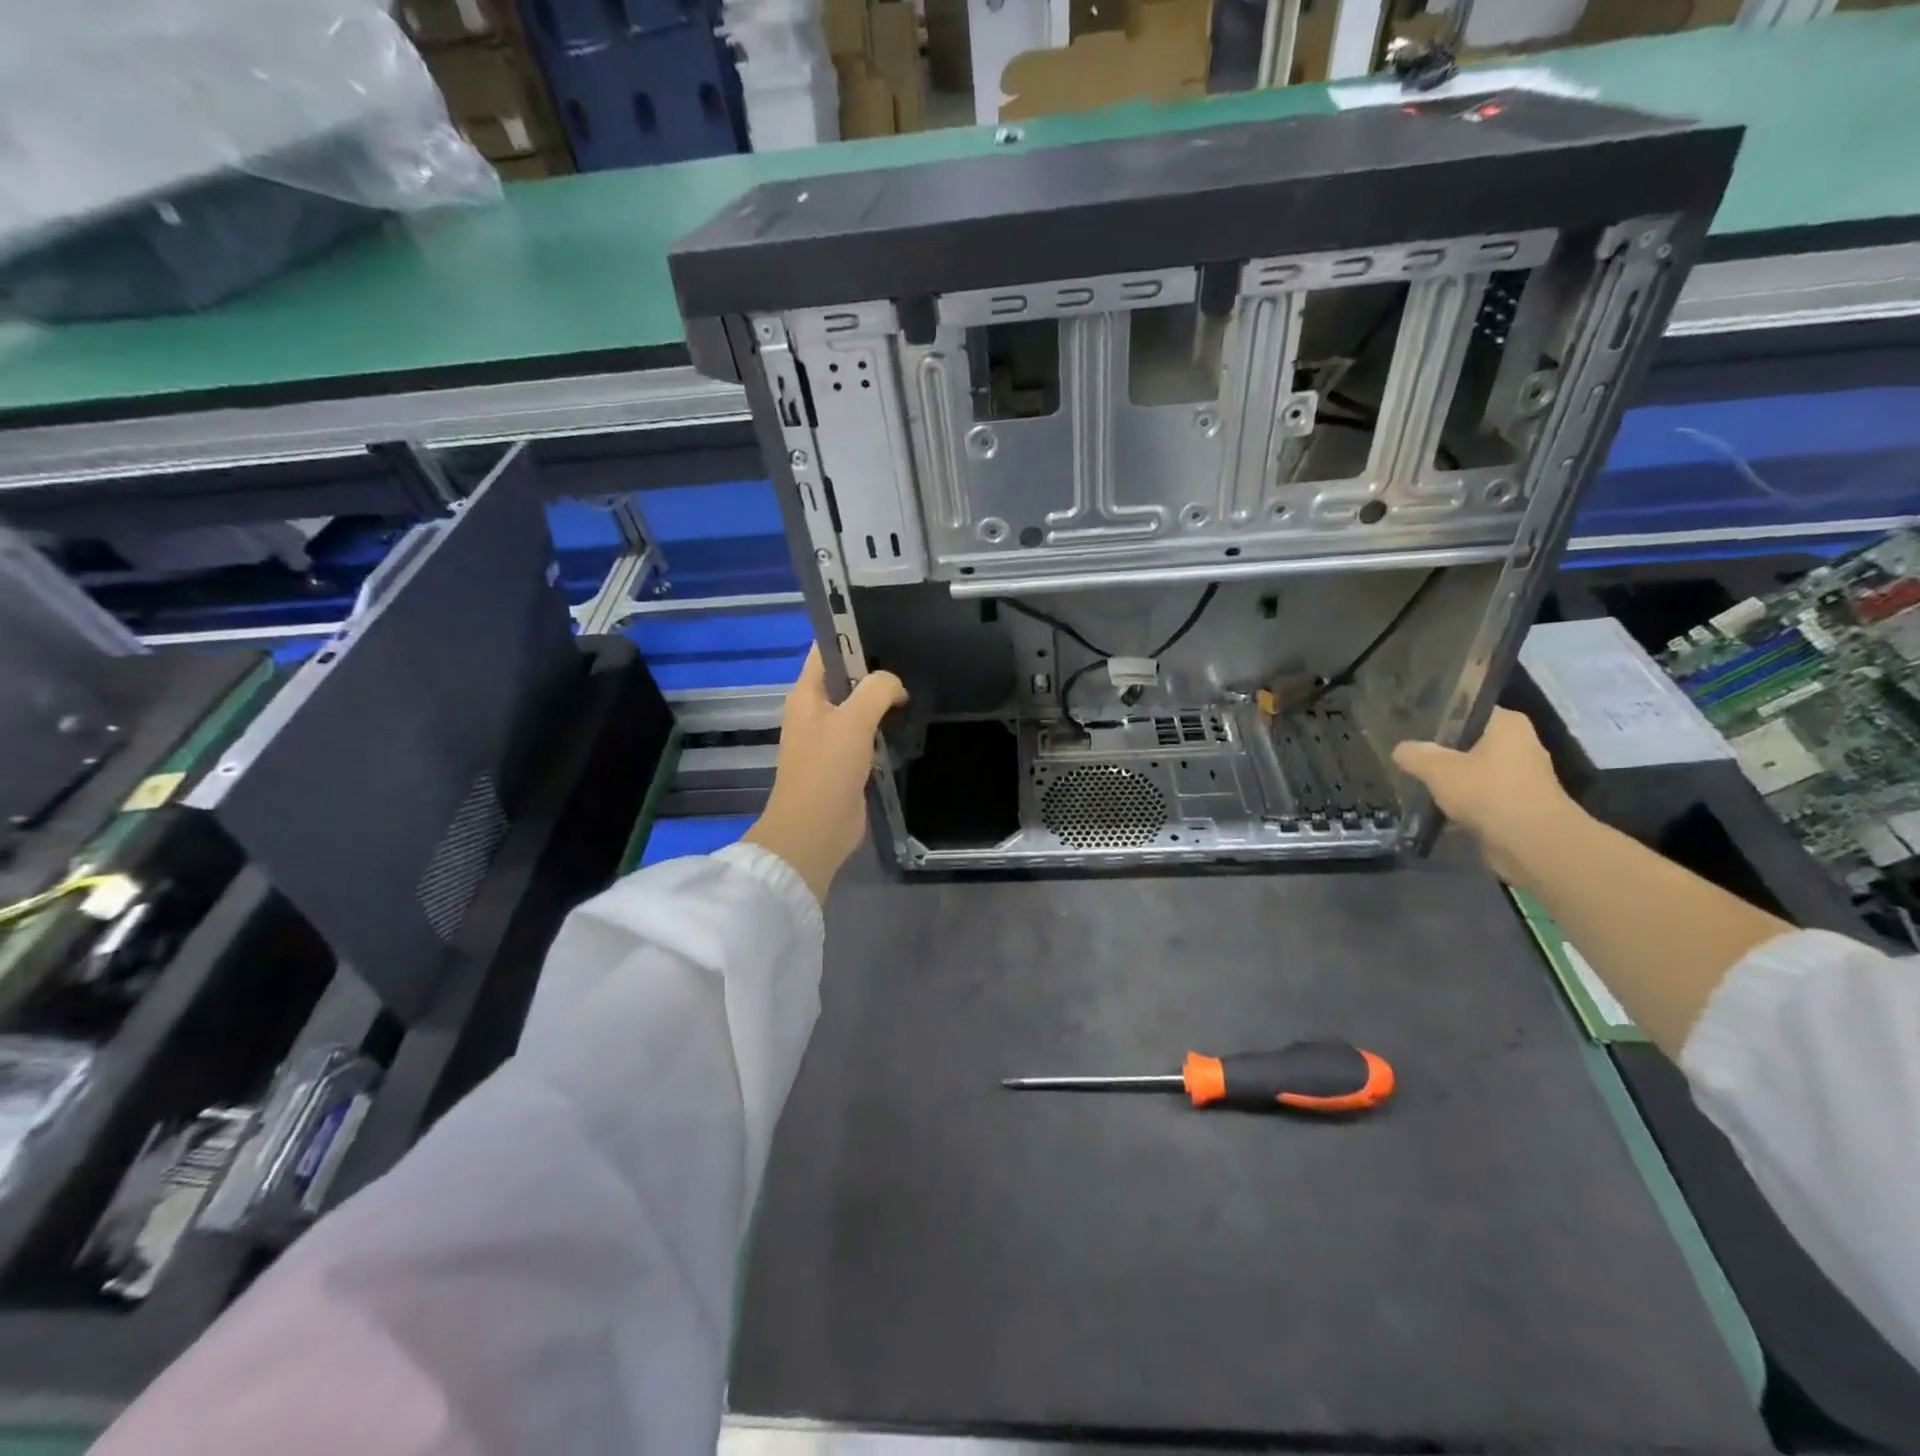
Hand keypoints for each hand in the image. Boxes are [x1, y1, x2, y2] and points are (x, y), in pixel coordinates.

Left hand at [744, 646, 907, 902]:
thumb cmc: (826, 769)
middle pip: (847, 680)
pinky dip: (884, 730)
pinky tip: (907, 726)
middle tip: (912, 664)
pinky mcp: (845, 763)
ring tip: (915, 692)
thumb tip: (896, 686)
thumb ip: (877, 690)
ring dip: (883, 704)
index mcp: (806, 694)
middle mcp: (815, 711)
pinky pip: (867, 736)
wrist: (815, 830)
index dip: (851, 636)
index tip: (888, 631)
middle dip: (875, 672)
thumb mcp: (853, 720)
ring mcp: (830, 738)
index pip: (827, 651)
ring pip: (860, 709)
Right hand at [1392, 707, 1583, 882]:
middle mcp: (1519, 745)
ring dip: (1450, 779)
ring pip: (1473, 771)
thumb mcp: (1437, 769)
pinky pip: (1480, 796)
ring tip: (1416, 782)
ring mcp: (1521, 776)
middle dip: (1440, 751)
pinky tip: (1434, 808)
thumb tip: (1401, 749)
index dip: (1438, 716)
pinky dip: (1461, 802)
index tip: (1410, 726)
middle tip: (1408, 754)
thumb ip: (1415, 755)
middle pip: (1469, 742)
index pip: (1467, 710)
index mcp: (1507, 724)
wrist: (1532, 843)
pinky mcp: (1518, 804)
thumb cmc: (1487, 791)